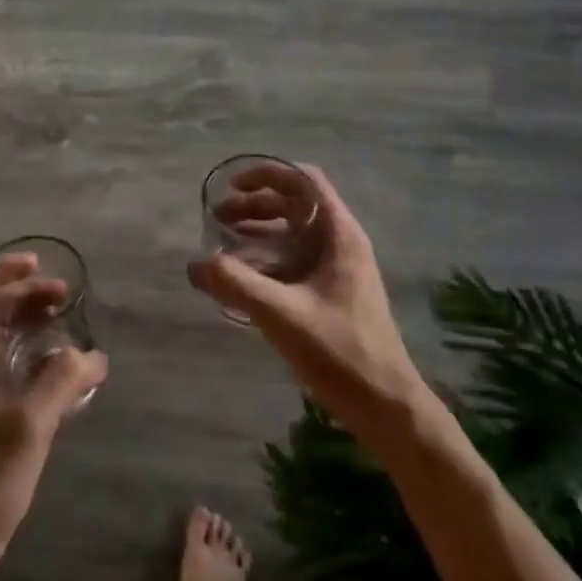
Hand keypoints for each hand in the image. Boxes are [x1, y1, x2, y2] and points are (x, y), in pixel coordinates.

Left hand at [0, 275, 107, 559]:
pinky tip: (59, 365)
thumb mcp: (28, 425)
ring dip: (27, 322)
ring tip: (64, 320)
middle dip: (23, 294)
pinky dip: (28, 352)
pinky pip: (3, 364)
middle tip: (64, 295)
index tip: (36, 265)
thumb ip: (61, 382)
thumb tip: (93, 355)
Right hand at [189, 163, 425, 450]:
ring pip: (293, 232)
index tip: (232, 186)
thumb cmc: (340, 353)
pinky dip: (265, 256)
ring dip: (258, 229)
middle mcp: (340, 243)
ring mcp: (337, 268)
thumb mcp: (282, 314)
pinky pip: (293, 259)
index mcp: (339, 235)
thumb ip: (236, 284)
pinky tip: (240, 275)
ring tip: (221, 241)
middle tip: (217, 217)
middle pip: (295, 204)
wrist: (386, 406)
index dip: (268, 174)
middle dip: (254, 204)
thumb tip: (195, 263)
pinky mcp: (330, 292)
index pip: (305, 180)